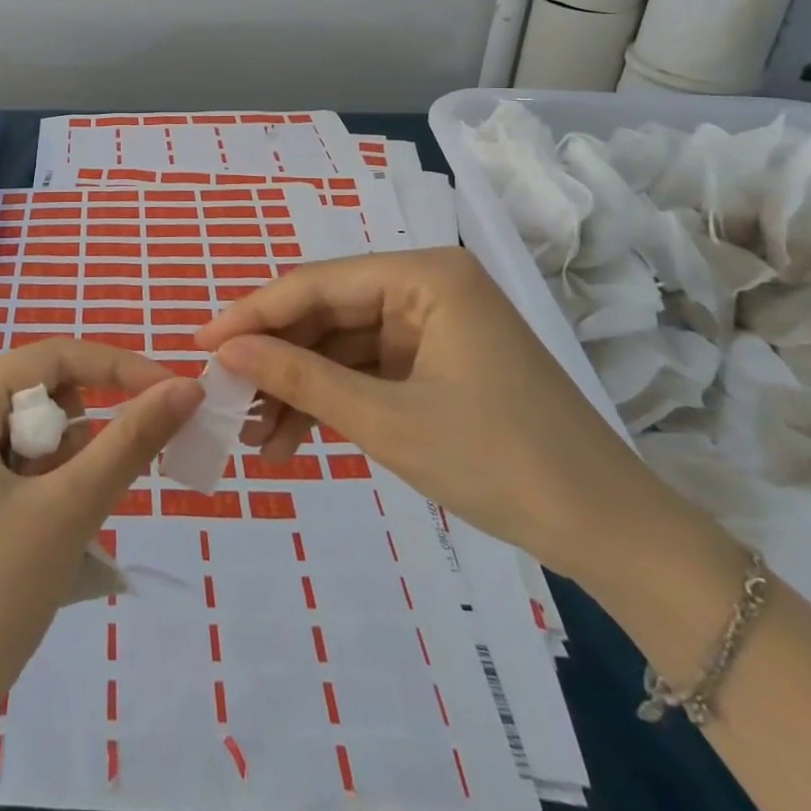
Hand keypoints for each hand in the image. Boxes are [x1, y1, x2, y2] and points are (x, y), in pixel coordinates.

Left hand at [0, 337, 203, 714]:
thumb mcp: (71, 507)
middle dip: (85, 434)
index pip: (55, 356)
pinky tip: (43, 538)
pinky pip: (24, 464)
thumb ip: (132, 439)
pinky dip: (52, 488)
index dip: (119, 368)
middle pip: (46, 394)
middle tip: (92, 490)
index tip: (176, 393)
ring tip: (56, 526)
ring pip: (40, 433)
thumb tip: (188, 387)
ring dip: (69, 468)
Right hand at [196, 248, 667, 580]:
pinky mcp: (436, 361)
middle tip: (225, 399)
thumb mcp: (385, 420)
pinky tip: (295, 440)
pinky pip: (367, 370)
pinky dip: (333, 402)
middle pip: (326, 313)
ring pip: (341, 346)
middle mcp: (425, 285)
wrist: (611, 535)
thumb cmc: (499, 462)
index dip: (252, 315)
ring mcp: (432, 324)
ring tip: (257, 439)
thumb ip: (299, 378)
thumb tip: (224, 352)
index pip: (315, 284)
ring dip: (300, 390)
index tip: (200, 344)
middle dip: (276, 361)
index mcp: (424, 275)